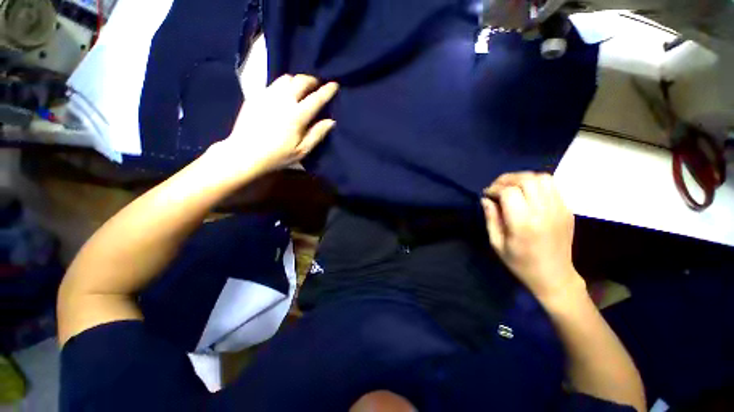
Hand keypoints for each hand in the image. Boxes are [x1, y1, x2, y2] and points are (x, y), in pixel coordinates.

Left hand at [212, 74, 338, 177]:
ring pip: (286, 78)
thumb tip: (331, 121)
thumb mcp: (302, 150)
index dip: (327, 90)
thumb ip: (317, 134)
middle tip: (317, 85)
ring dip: (297, 80)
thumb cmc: (277, 155)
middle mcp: (283, 100)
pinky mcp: (256, 96)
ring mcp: (268, 95)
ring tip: (302, 88)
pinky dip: (284, 84)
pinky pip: (274, 83)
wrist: (245, 153)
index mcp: (297, 115)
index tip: (335, 84)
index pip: (316, 98)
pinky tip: (285, 93)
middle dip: (312, 80)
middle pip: (301, 81)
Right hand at [481, 172, 580, 298]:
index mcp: (523, 224)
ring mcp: (559, 209)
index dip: (494, 189)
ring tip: (512, 187)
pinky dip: (536, 183)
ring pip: (542, 178)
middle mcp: (543, 212)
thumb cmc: (520, 263)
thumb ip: (491, 219)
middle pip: (526, 180)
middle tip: (497, 188)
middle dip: (507, 179)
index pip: (509, 192)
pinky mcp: (567, 209)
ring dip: (523, 178)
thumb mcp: (497, 244)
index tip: (487, 194)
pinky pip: (552, 186)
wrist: (554, 276)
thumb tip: (485, 199)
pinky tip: (528, 193)